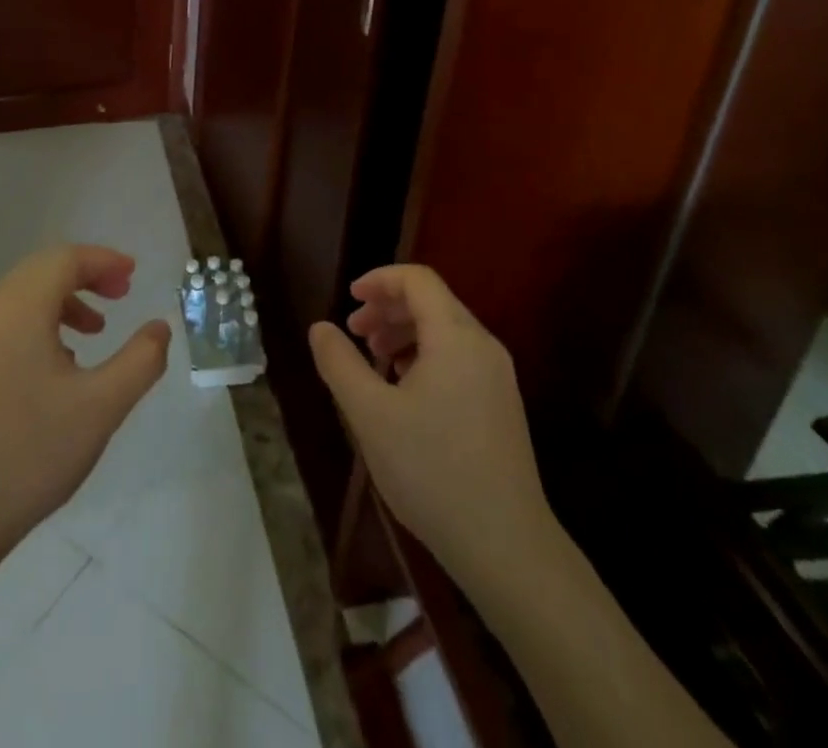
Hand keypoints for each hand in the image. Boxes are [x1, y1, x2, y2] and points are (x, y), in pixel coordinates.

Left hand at [0, 244, 171, 561]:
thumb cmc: (28, 455)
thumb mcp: (100, 408)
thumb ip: (140, 361)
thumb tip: (159, 327)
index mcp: (17, 309)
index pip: (64, 259)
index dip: (103, 260)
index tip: (134, 275)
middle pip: (41, 271)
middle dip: (86, 276)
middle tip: (121, 297)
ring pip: (22, 297)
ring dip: (63, 301)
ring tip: (94, 332)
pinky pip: (5, 322)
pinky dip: (38, 323)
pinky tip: (57, 366)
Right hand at [309, 265, 552, 578]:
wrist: (506, 547)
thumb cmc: (432, 470)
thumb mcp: (370, 414)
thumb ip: (339, 363)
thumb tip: (320, 328)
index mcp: (455, 336)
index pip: (417, 280)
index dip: (380, 280)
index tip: (349, 298)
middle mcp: (483, 346)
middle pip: (432, 302)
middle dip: (388, 308)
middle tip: (354, 333)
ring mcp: (498, 377)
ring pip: (446, 331)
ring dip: (405, 333)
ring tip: (374, 360)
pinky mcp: (502, 406)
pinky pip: (459, 358)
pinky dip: (426, 356)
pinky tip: (404, 391)